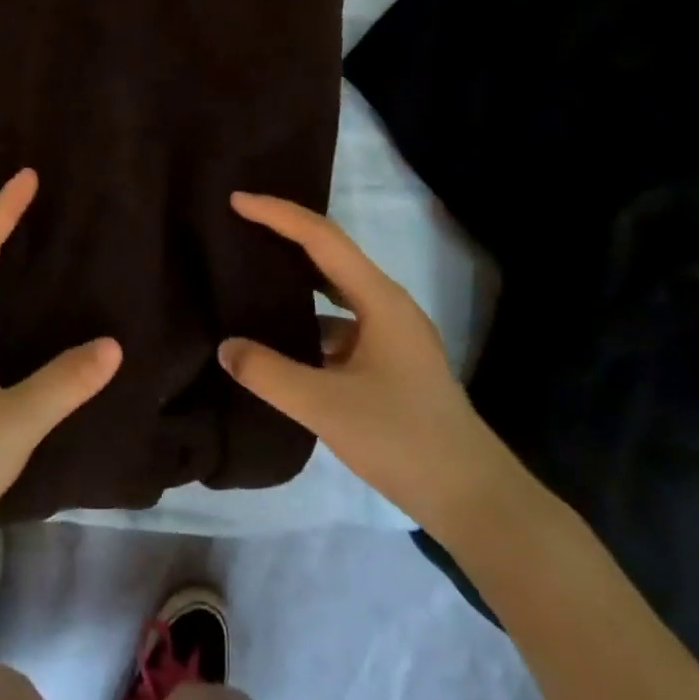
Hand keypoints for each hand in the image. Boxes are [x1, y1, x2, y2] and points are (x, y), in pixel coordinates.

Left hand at [0, 170, 120, 585]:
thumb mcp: (13, 424)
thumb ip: (63, 383)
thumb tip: (113, 343)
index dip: (3, 211)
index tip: (29, 177)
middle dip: (4, 234)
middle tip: (44, 212)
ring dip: (6, 276)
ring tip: (49, 263)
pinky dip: (13, 321)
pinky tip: (39, 339)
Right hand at [218, 193, 510, 535]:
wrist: (472, 498)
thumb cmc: (402, 439)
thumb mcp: (325, 406)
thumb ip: (269, 373)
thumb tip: (226, 347)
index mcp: (380, 300)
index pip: (322, 239)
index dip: (278, 215)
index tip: (237, 201)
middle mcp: (388, 307)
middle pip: (330, 257)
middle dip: (286, 238)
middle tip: (240, 228)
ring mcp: (392, 336)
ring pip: (335, 294)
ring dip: (297, 282)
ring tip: (251, 278)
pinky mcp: (389, 364)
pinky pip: (340, 326)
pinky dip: (308, 322)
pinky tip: (280, 341)